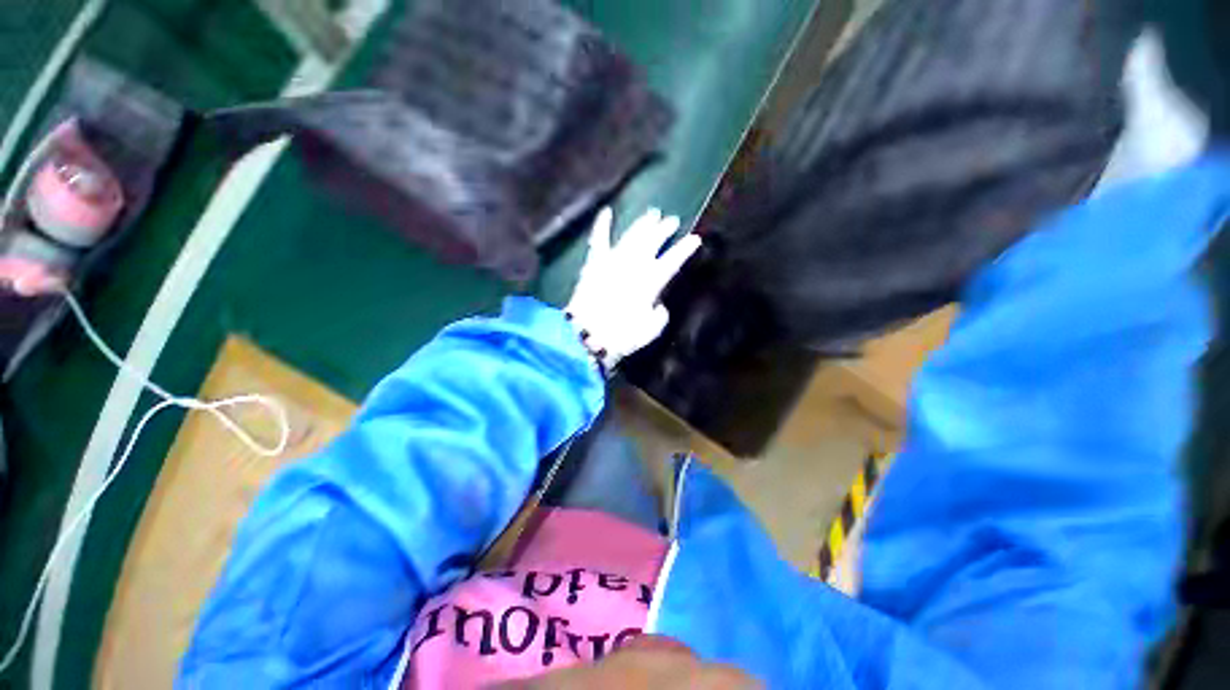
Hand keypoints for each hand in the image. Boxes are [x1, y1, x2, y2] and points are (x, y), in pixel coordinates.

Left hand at [566, 207, 701, 371]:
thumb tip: (657, 305)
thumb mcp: (650, 331)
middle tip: (672, 221)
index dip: (685, 248)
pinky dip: (602, 226)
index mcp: (652, 281)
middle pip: (653, 241)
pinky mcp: (594, 263)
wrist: (588, 335)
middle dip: (664, 229)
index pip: (674, 259)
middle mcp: (635, 264)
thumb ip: (659, 315)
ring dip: (643, 224)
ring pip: (632, 236)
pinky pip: (599, 240)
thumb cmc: (622, 336)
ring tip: (652, 213)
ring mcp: (613, 260)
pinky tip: (606, 212)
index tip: (695, 239)